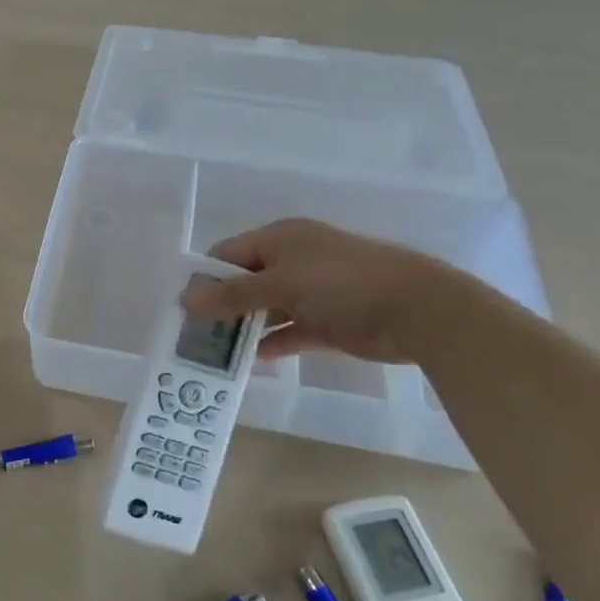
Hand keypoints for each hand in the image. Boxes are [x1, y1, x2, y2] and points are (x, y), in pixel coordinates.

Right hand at [181, 218, 449, 363]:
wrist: (416, 309)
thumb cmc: (341, 283)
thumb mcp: (280, 284)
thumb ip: (233, 294)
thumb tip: (186, 299)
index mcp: (280, 238)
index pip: (228, 253)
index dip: (205, 276)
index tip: (183, 306)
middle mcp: (293, 261)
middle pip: (245, 282)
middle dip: (221, 306)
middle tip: (194, 335)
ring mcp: (312, 292)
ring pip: (267, 310)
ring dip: (245, 329)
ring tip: (214, 354)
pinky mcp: (328, 322)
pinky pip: (291, 332)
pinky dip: (273, 344)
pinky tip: (251, 362)